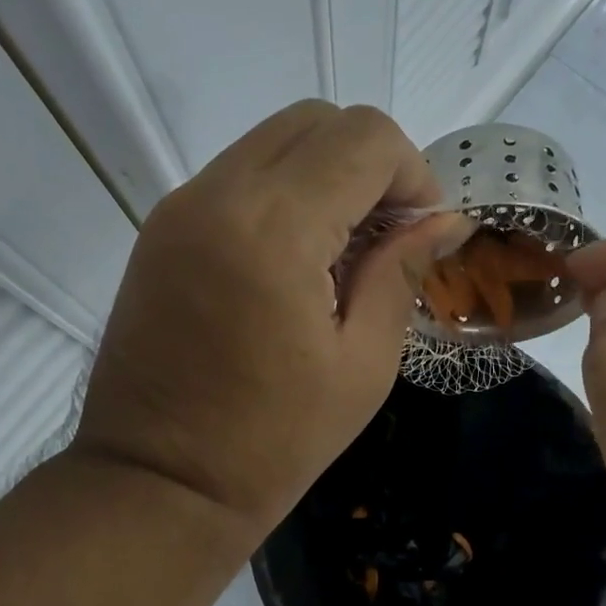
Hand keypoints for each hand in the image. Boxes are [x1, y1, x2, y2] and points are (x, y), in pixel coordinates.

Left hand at [73, 101, 469, 540]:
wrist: (159, 485)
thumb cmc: (273, 443)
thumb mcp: (362, 365)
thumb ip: (401, 273)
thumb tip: (445, 221)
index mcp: (275, 228)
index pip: (365, 138)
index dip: (413, 174)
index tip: (422, 235)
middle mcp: (218, 195)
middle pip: (316, 120)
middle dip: (371, 164)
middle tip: (387, 238)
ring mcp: (179, 209)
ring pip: (272, 143)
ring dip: (325, 176)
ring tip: (342, 256)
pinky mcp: (160, 232)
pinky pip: (236, 178)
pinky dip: (281, 195)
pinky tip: (295, 264)